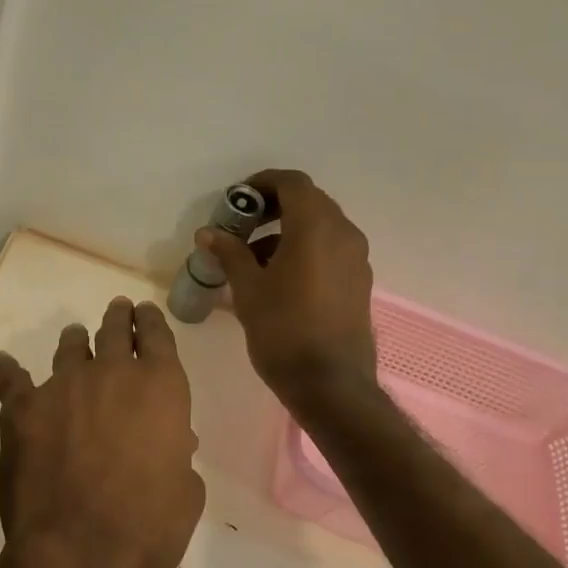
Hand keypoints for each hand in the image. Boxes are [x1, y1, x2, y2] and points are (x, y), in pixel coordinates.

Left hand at [0, 298, 204, 567]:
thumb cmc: (152, 525)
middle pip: (113, 330)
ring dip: (74, 342)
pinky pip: (12, 378)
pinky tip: (4, 363)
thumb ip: (176, 452)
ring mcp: (63, 386)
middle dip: (117, 319)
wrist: (85, 552)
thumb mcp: (185, 488)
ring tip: (73, 338)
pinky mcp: (22, 409)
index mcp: (160, 385)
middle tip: (116, 312)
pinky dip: (9, 370)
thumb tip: (172, 441)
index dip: (149, 321)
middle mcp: (111, 372)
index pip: (156, 334)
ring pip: (69, 348)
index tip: (144, 314)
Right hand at [198, 168, 378, 413]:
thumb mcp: (248, 289)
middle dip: (272, 208)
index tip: (236, 201)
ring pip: (320, 227)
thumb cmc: (284, 330)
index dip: (261, 184)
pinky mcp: (359, 281)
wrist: (330, 384)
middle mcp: (343, 233)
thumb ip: (230, 253)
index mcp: (316, 227)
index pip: (291, 183)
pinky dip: (304, 250)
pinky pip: (330, 249)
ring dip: (287, 231)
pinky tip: (279, 279)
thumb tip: (209, 233)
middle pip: (308, 202)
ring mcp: (356, 258)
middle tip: (241, 228)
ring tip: (253, 260)